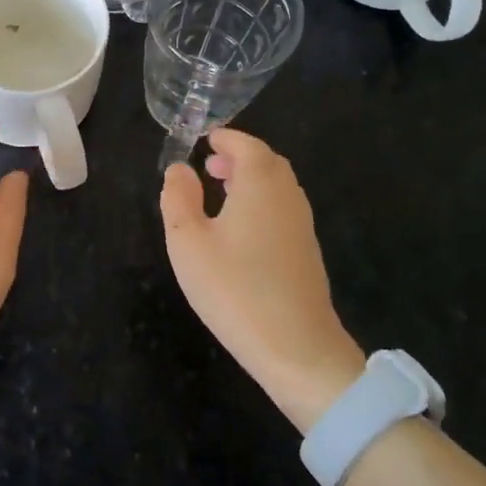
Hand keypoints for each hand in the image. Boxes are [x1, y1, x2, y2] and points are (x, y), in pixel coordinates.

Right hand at [161, 128, 365, 432]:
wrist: (296, 347)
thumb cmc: (234, 288)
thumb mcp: (188, 242)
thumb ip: (178, 198)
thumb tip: (179, 169)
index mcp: (260, 183)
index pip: (246, 145)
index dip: (225, 138)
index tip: (204, 139)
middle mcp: (288, 195)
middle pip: (267, 162)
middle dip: (238, 157)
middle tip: (209, 165)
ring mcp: (302, 224)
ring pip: (277, 186)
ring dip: (250, 181)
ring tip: (220, 192)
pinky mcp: (306, 251)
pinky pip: (282, 209)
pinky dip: (261, 203)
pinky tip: (240, 229)